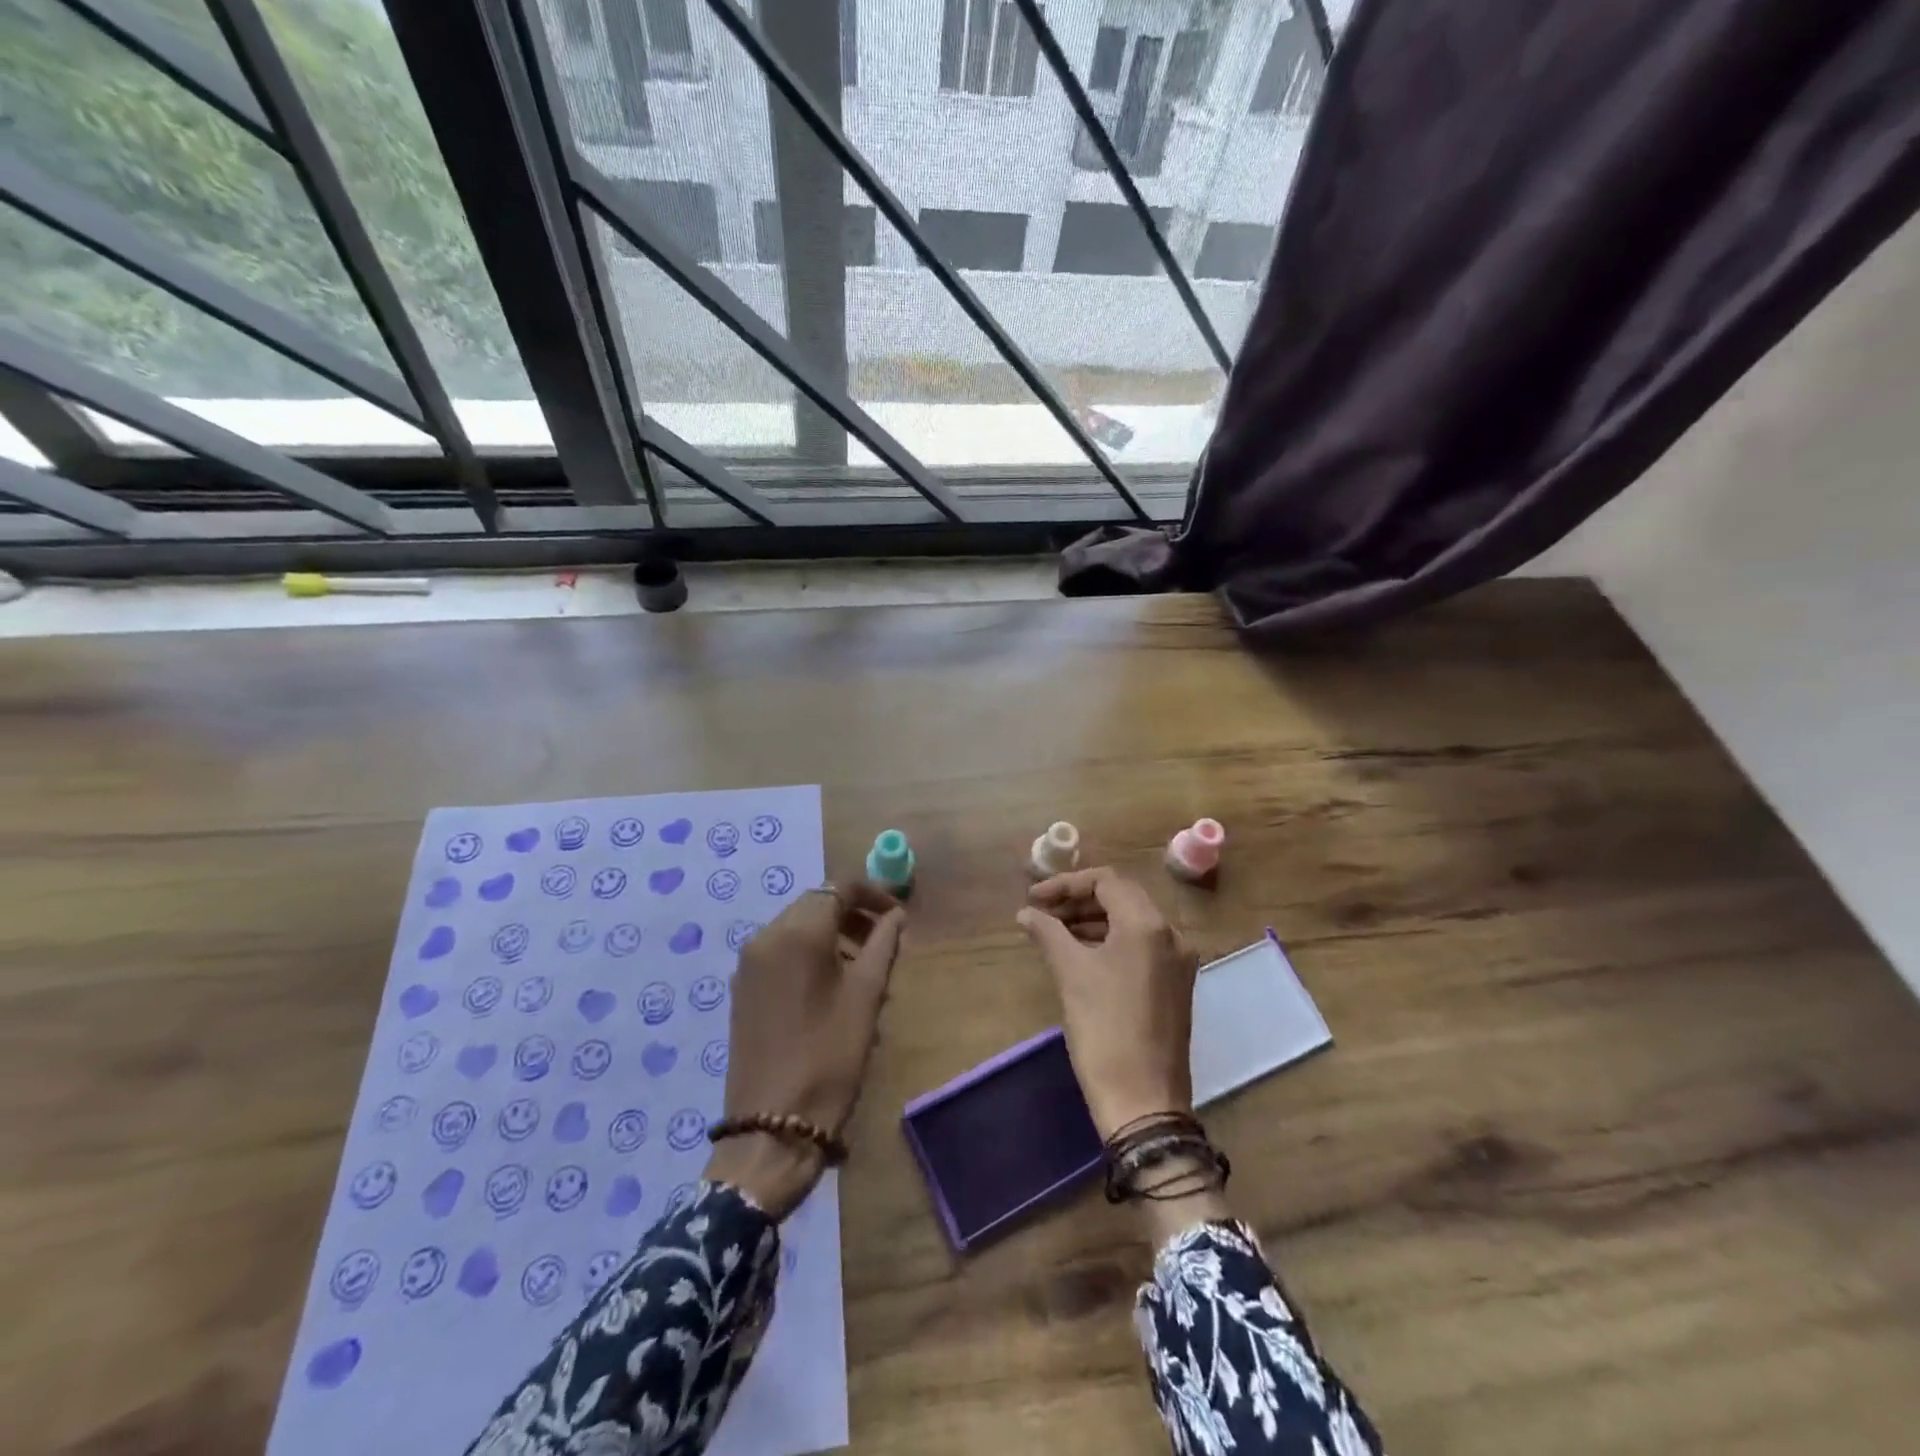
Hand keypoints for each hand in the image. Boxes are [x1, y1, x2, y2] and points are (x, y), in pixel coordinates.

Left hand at [707, 880, 906, 1216]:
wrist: (771, 1125)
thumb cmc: (830, 1056)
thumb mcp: (866, 996)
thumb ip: (883, 944)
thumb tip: (896, 914)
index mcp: (797, 933)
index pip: (838, 889)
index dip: (871, 894)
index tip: (897, 914)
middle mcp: (766, 937)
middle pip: (815, 904)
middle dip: (851, 913)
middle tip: (884, 939)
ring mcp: (749, 964)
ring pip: (797, 927)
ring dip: (831, 933)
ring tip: (863, 966)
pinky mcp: (743, 989)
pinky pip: (780, 951)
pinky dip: (808, 952)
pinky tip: (830, 985)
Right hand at [1017, 867, 1200, 1138]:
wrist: (1144, 1101)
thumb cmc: (1104, 1029)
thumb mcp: (1071, 974)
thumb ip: (1048, 932)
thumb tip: (1026, 913)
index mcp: (1148, 925)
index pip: (1106, 881)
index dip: (1066, 884)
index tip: (1034, 898)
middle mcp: (1171, 934)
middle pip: (1122, 898)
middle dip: (1079, 900)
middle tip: (1042, 913)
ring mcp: (1178, 961)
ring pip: (1132, 922)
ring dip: (1094, 920)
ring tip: (1055, 933)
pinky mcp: (1176, 985)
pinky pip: (1141, 947)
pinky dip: (1111, 942)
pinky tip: (1082, 955)